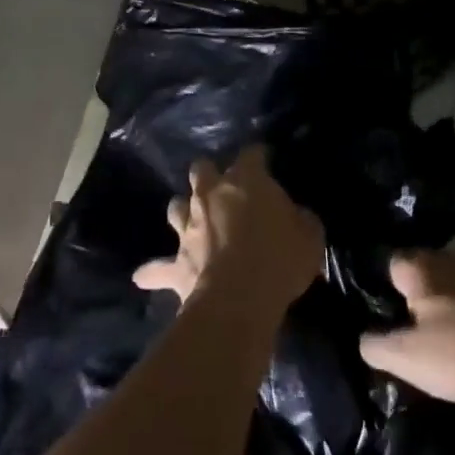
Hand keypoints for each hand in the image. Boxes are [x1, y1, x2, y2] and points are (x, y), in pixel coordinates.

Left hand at [133, 147, 324, 316]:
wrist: (239, 300)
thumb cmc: (280, 259)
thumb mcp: (310, 234)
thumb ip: (300, 218)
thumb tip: (294, 216)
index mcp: (246, 181)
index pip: (252, 154)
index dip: (259, 156)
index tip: (266, 160)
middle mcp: (210, 195)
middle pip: (201, 169)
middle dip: (209, 173)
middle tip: (223, 187)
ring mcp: (188, 227)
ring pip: (176, 206)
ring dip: (183, 211)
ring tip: (191, 220)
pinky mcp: (176, 262)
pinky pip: (157, 267)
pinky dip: (153, 271)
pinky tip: (144, 276)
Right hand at [359, 250, 454, 409]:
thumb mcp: (408, 358)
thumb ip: (376, 346)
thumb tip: (364, 338)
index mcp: (422, 269)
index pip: (391, 264)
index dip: (383, 288)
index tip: (382, 315)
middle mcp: (450, 261)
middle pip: (422, 272)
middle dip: (414, 294)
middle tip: (407, 328)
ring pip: (451, 285)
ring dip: (444, 304)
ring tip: (438, 336)